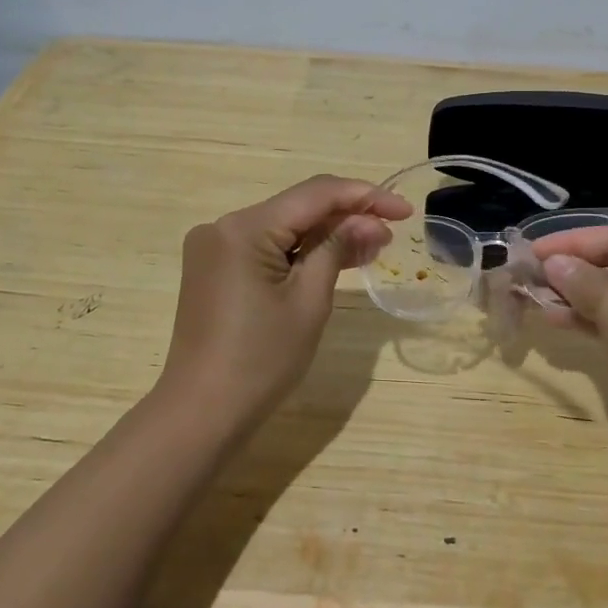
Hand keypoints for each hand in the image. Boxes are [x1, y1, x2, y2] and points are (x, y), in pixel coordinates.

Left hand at [158, 175, 409, 423]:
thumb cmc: (261, 360)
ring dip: (326, 235)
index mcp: (244, 228)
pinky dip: (300, 253)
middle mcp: (224, 226)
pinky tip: (336, 259)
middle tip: (392, 234)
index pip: (315, 194)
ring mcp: (216, 248)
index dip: (364, 196)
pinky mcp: (215, 269)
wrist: (202, 413)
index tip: (405, 210)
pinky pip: (266, 248)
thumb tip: (369, 221)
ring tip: (373, 246)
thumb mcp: (309, 301)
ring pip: (284, 228)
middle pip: (298, 208)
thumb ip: (337, 248)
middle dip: (347, 216)